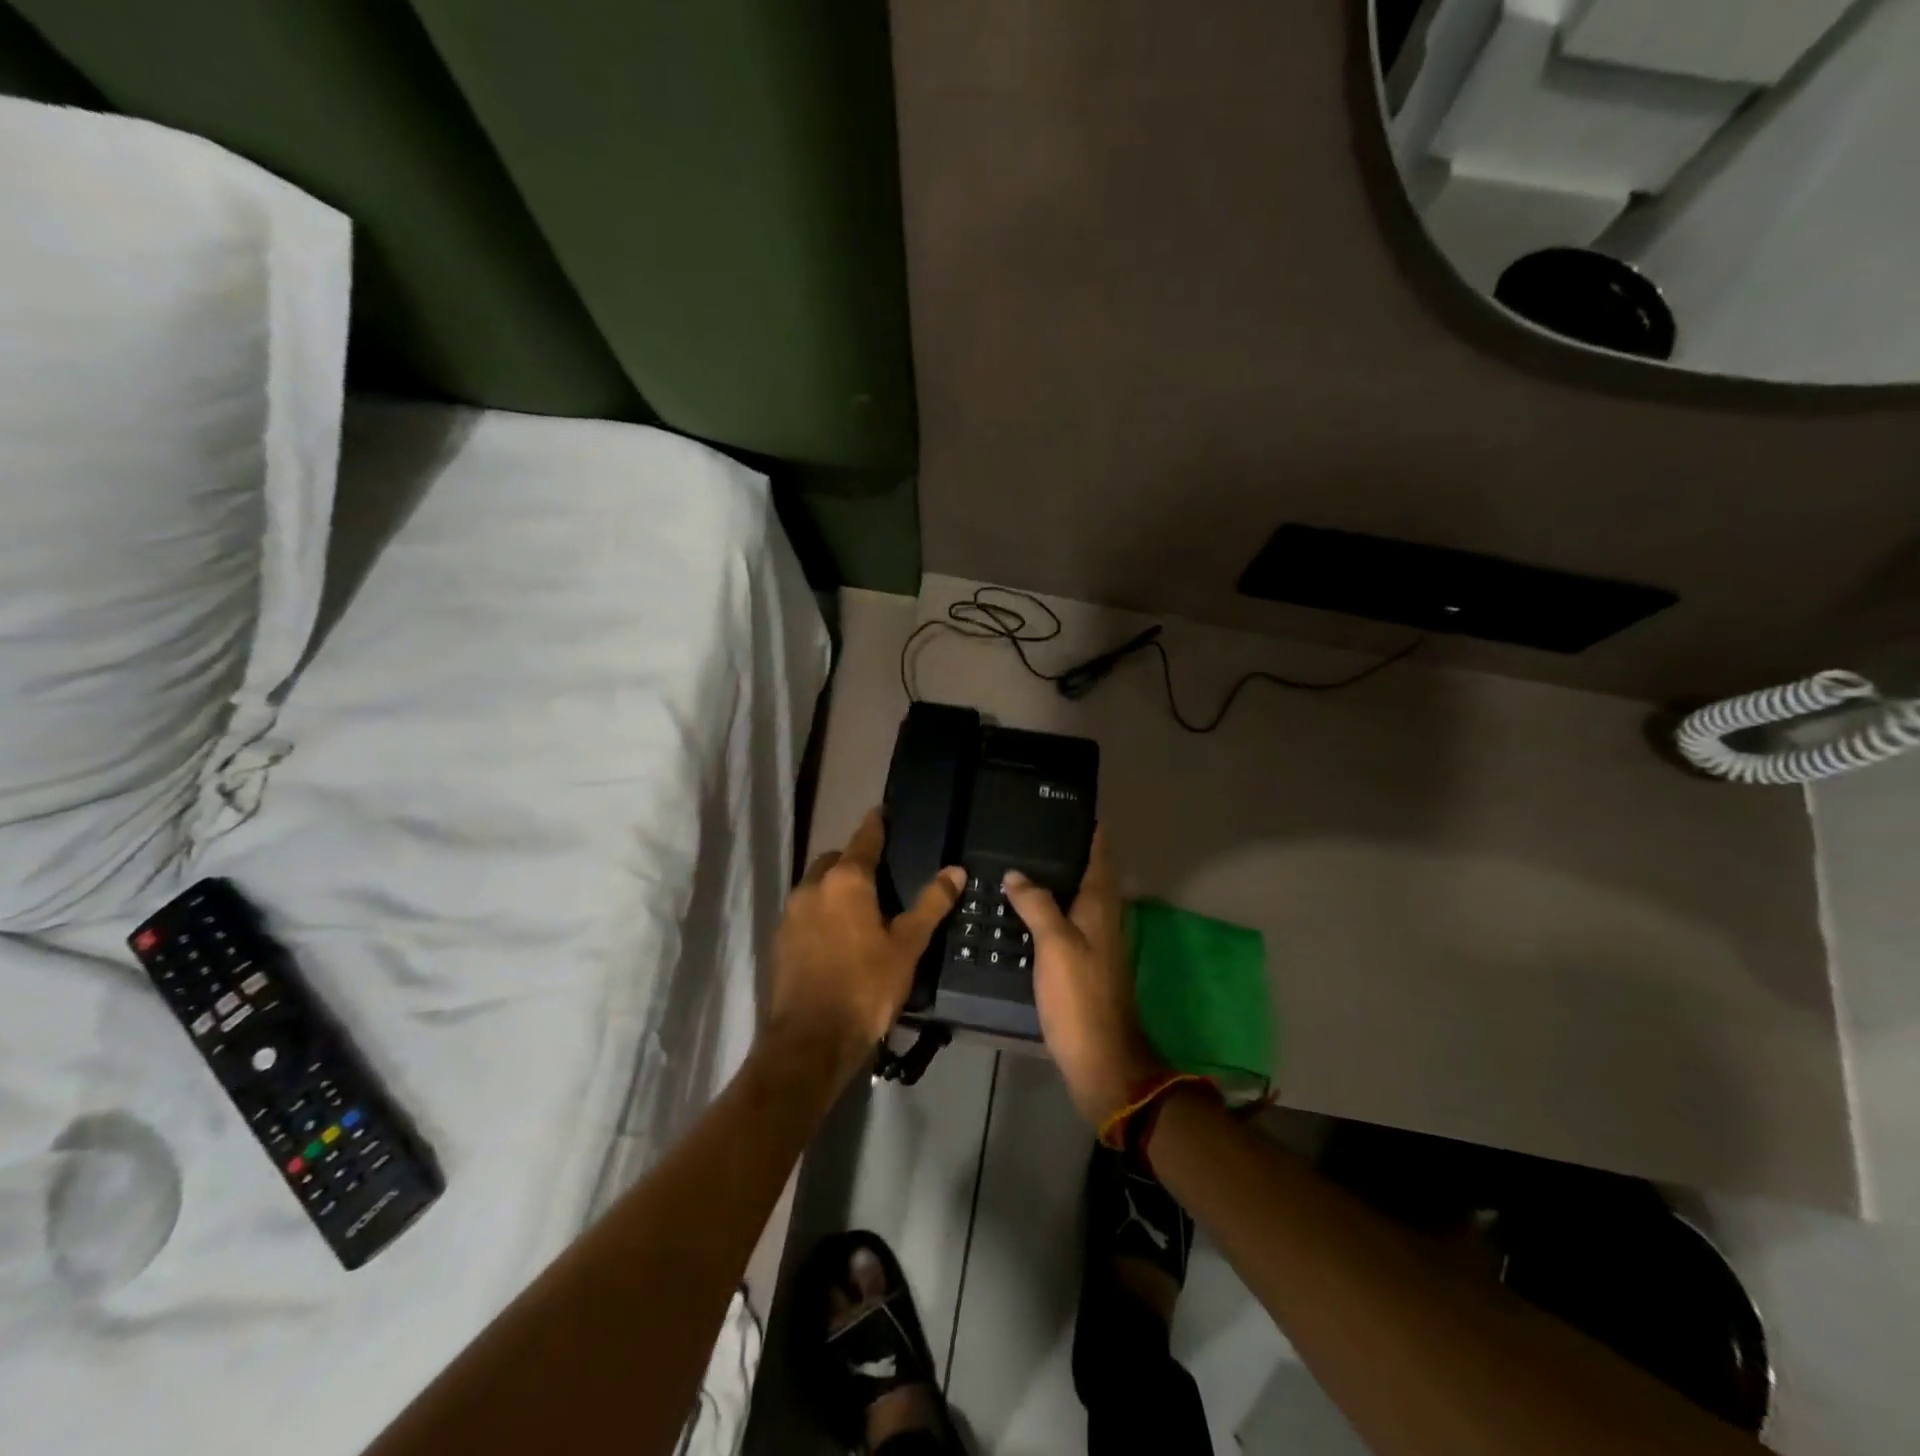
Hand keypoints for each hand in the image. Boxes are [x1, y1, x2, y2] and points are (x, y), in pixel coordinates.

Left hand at [768, 808, 963, 1079]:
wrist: (810, 1040)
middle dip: (855, 859)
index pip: (865, 838)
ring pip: (817, 885)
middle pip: (836, 859)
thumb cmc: (866, 986)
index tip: (884, 810)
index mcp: (845, 880)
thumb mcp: (907, 945)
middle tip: (880, 873)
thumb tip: (955, 870)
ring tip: (861, 905)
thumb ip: (931, 904)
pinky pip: (805, 910)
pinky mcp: (780, 939)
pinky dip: (822, 910)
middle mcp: (812, 886)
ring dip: (836, 885)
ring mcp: (791, 913)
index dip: (877, 823)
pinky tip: (839, 933)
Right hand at [1003, 828, 1167, 1128]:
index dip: (1089, 829)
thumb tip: (1017, 873)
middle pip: (1086, 873)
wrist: (1100, 1058)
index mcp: (1100, 906)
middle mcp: (1101, 918)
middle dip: (1065, 849)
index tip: (1068, 805)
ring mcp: (1092, 942)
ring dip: (1053, 880)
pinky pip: (1062, 922)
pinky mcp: (1080, 964)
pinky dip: (1044, 909)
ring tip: (1017, 862)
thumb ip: (1037, 904)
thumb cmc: (1080, 996)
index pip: (1099, 854)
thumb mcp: (1056, 944)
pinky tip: (1019, 911)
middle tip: (1029, 830)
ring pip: (1072, 898)